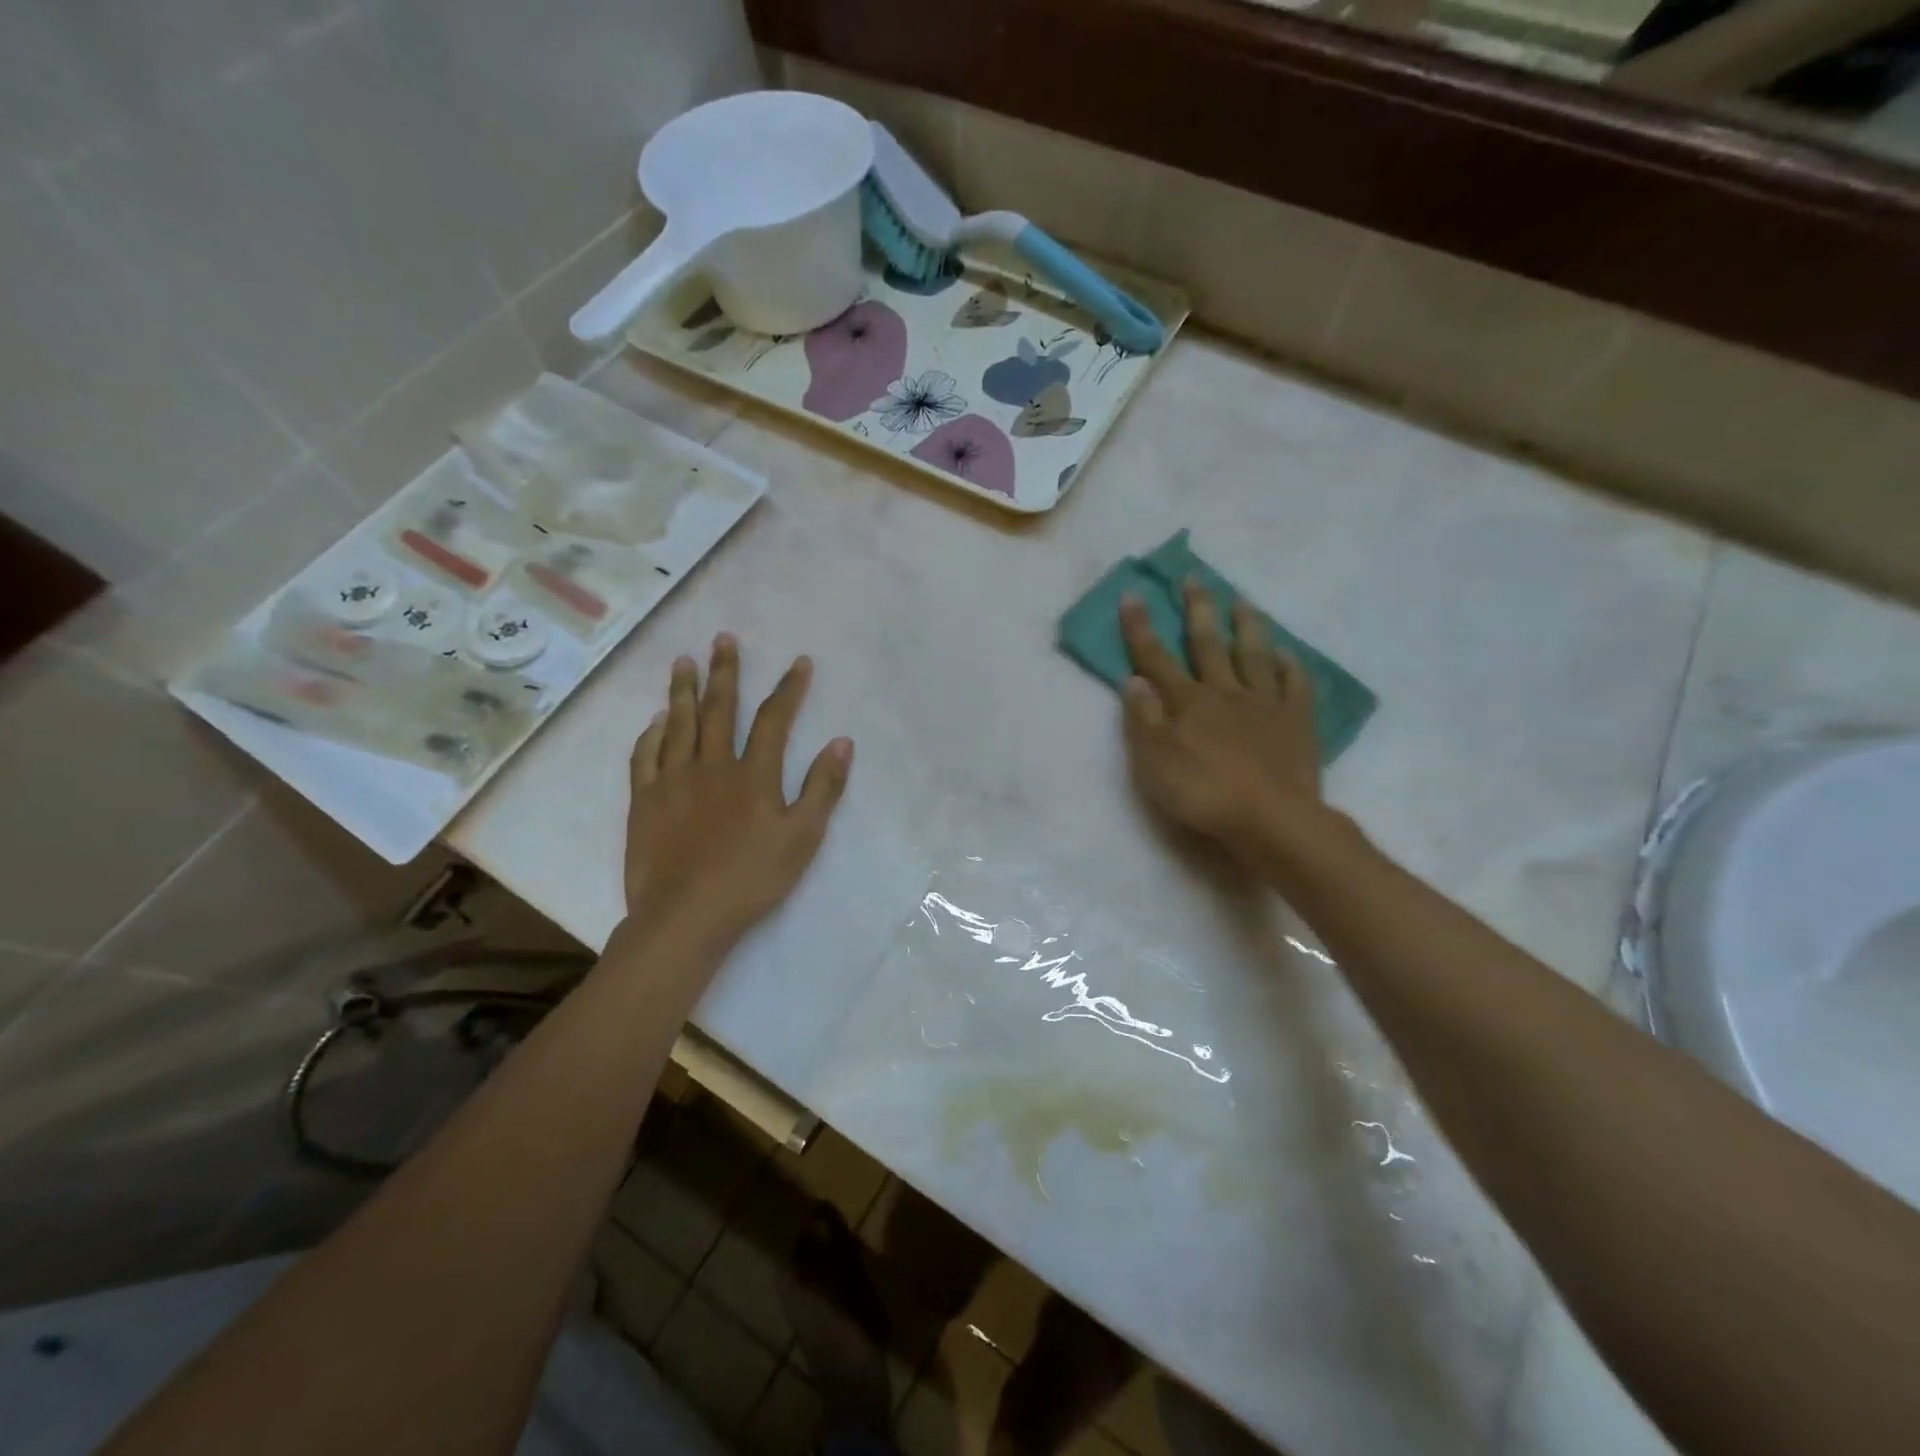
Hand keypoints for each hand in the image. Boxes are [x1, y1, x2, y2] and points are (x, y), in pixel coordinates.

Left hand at [623, 635, 852, 947]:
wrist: (685, 916)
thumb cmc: (752, 879)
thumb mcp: (802, 838)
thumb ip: (823, 788)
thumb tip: (842, 742)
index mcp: (752, 774)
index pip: (773, 720)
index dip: (788, 689)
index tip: (798, 662)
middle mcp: (711, 766)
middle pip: (719, 709)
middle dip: (725, 672)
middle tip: (723, 639)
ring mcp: (672, 781)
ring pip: (678, 724)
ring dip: (682, 690)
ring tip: (683, 662)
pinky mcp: (644, 801)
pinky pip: (644, 756)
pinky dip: (650, 734)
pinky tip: (654, 720)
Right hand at [1119, 581, 1325, 862]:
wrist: (1271, 819)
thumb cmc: (1203, 792)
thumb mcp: (1154, 761)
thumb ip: (1143, 719)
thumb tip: (1132, 679)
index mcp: (1188, 702)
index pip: (1156, 658)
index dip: (1141, 627)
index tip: (1132, 593)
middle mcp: (1225, 692)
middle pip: (1208, 644)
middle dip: (1197, 609)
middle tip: (1193, 577)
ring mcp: (1265, 704)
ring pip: (1254, 655)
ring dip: (1245, 625)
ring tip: (1242, 600)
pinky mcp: (1297, 722)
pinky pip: (1294, 685)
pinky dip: (1289, 666)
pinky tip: (1286, 653)